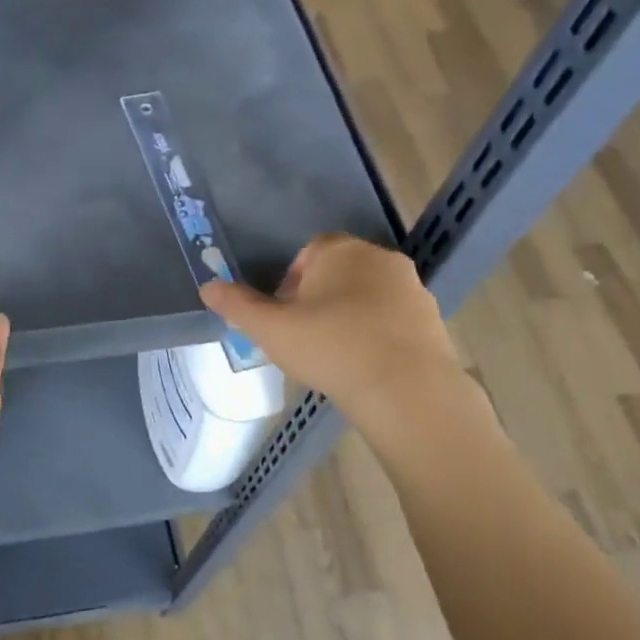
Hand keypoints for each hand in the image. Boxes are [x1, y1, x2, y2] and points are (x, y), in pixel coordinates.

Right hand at [201, 236, 491, 463]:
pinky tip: (363, 364)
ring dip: (348, 314)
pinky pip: (392, 318)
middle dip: (319, 296)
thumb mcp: (271, 330)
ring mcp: (411, 287)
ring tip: (332, 353)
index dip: (291, 280)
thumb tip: (207, 287)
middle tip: (302, 334)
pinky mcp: (432, 318)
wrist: (406, 388)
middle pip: (339, 270)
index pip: (310, 252)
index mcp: (339, 251)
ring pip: (368, 294)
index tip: (283, 313)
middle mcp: (379, 258)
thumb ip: (237, 306)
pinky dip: (376, 332)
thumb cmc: (330, 348)